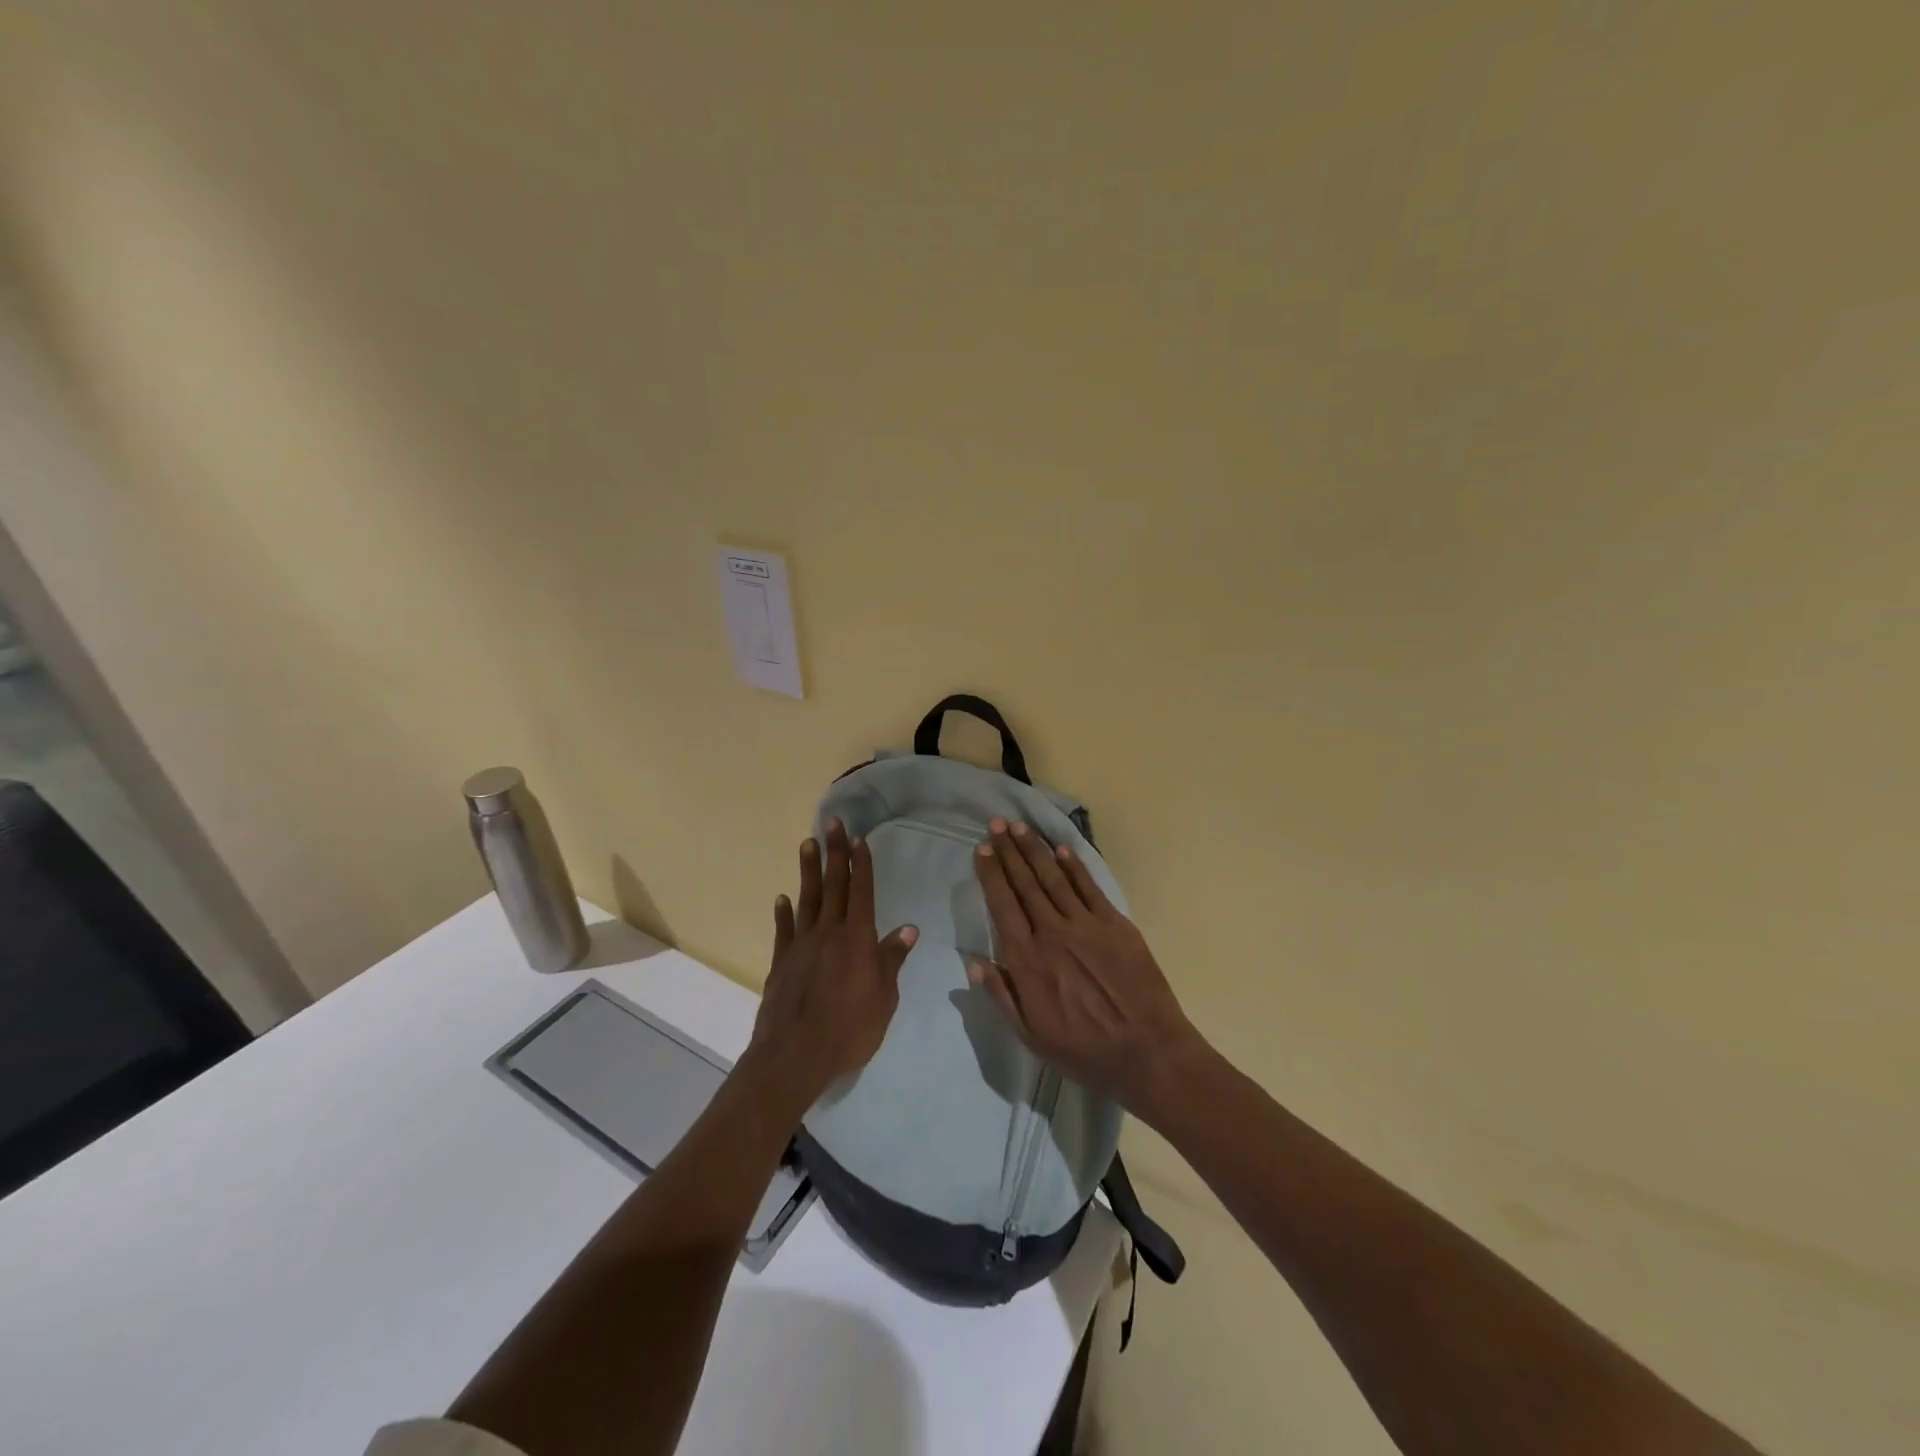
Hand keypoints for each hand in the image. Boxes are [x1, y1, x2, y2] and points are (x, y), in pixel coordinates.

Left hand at [747, 818, 918, 1106]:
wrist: (794, 1056)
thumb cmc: (849, 1029)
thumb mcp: (883, 998)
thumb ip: (892, 960)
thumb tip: (910, 929)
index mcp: (858, 939)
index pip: (862, 892)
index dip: (862, 865)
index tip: (860, 839)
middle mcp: (829, 933)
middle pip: (834, 886)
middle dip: (836, 853)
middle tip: (833, 823)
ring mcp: (802, 945)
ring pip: (807, 899)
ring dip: (809, 870)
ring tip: (808, 843)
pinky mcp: (781, 962)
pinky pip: (784, 930)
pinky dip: (784, 912)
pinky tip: (783, 898)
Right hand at [969, 818, 1203, 1120]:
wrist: (1148, 1052)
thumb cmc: (1083, 1051)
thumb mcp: (1030, 1035)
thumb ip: (1001, 995)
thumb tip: (973, 961)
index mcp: (1027, 959)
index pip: (1002, 905)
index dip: (991, 874)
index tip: (983, 850)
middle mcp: (1052, 932)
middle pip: (1025, 883)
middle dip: (1009, 851)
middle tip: (997, 824)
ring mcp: (1086, 924)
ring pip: (1054, 878)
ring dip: (1035, 850)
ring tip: (1020, 827)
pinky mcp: (1115, 924)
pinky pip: (1089, 887)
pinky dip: (1074, 866)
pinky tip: (1061, 849)